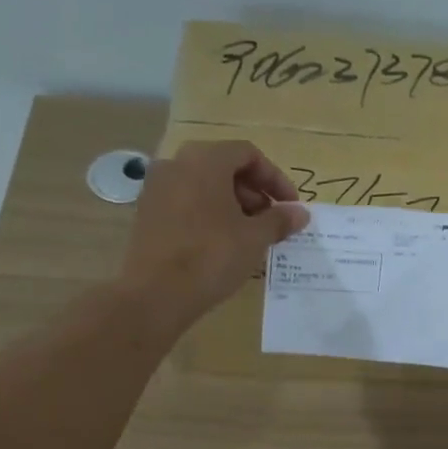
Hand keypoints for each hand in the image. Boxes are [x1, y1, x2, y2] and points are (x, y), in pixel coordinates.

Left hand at [118, 142, 308, 327]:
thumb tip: (301, 214)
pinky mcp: (146, 213)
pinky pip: (185, 202)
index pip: (248, 154)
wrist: (155, 294)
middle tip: (270, 221)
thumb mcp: (254, 238)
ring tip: (248, 235)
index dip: (274, 178)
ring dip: (231, 203)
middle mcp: (176, 164)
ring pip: (203, 185)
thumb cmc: (212, 257)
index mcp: (205, 160)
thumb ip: (280, 220)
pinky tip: (220, 243)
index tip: (289, 206)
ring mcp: (156, 188)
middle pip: (224, 166)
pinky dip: (207, 214)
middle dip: (253, 191)